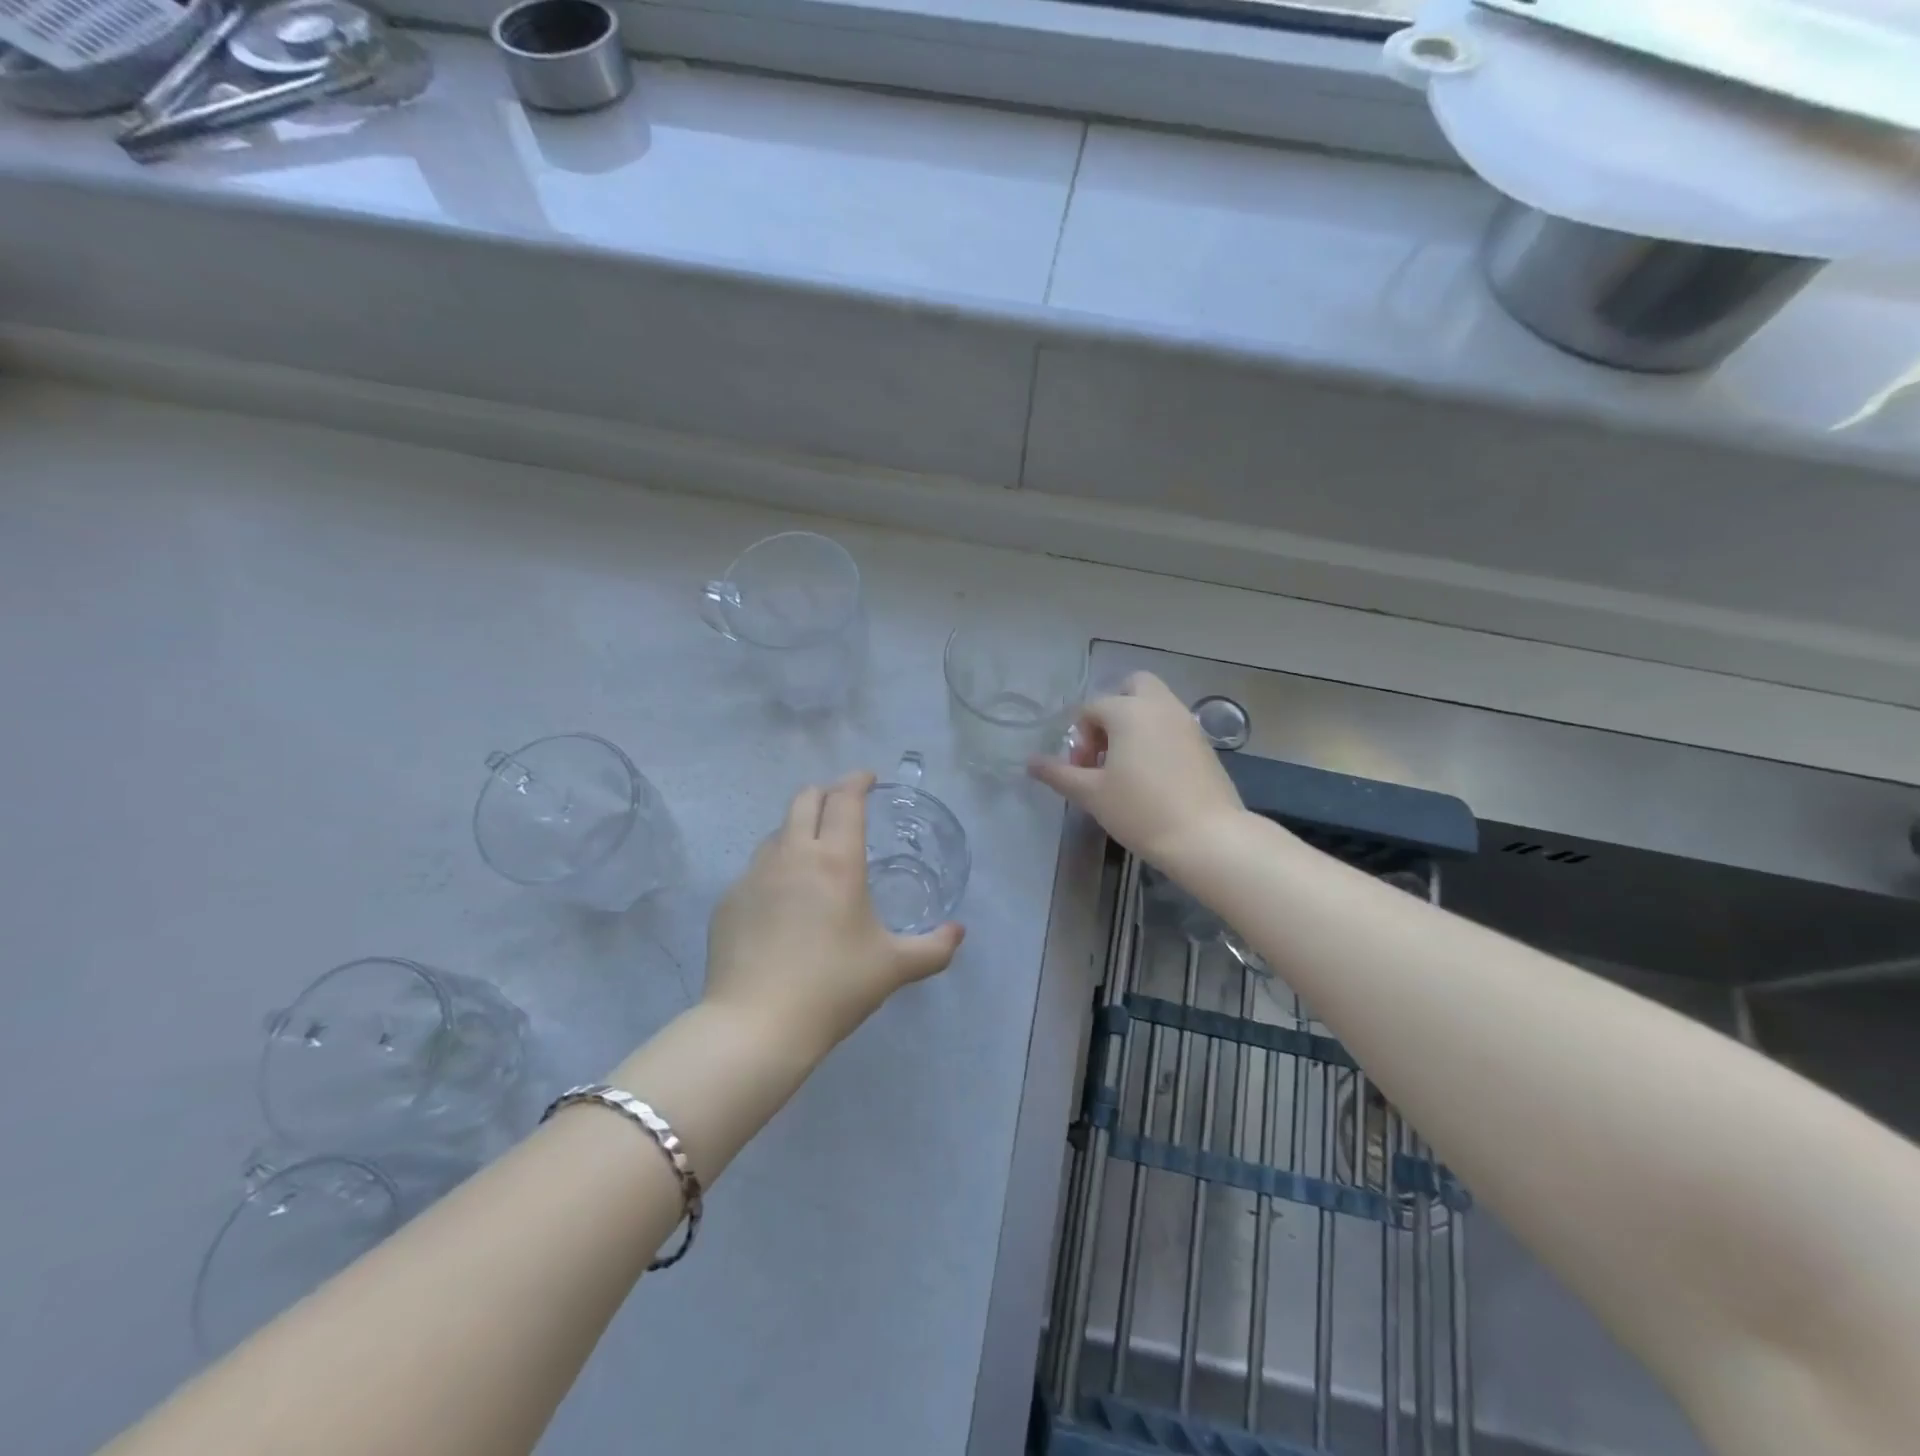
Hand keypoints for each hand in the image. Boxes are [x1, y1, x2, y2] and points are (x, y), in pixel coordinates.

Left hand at [702, 771, 963, 1054]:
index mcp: (835, 860)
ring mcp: (753, 875)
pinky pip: (755, 869)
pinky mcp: (728, 900)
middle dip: (826, 793)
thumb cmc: (833, 987)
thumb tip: (958, 932)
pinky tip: (782, 903)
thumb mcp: (893, 967)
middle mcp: (792, 854)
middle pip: (804, 799)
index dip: (857, 780)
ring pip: (776, 831)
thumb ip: (934, 948)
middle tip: (843, 808)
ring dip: (797, 829)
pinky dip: (774, 869)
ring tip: (813, 856)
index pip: (845, 799)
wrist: (756, 1026)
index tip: (868, 778)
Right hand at [1029, 672, 1246, 868]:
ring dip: (1134, 723)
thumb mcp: (1091, 794)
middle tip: (1105, 748)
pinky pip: (1172, 725)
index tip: (1081, 771)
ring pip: (1155, 705)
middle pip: (1132, 686)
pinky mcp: (1204, 743)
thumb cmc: (1141, 811)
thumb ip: (1058, 773)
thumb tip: (1030, 762)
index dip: (1079, 738)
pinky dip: (1156, 736)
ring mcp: (1187, 722)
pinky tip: (1151, 775)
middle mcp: (1160, 706)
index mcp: (1128, 711)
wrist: (1207, 838)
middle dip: (1112, 709)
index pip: (1091, 708)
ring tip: (1125, 765)